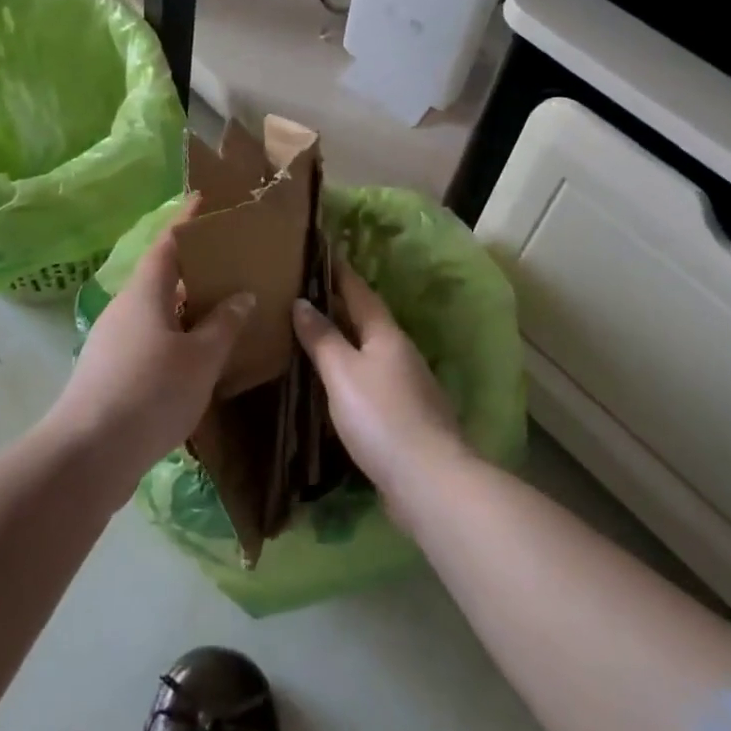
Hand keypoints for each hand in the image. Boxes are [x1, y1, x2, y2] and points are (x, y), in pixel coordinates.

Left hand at [46, 201, 253, 493]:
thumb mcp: (200, 358)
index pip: (168, 242)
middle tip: (230, 261)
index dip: (188, 220)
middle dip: (193, 266)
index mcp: (144, 292)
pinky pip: (151, 339)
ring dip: (186, 306)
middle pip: (161, 275)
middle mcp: (125, 308)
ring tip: (223, 308)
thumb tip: (242, 295)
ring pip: (157, 310)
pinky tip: (199, 355)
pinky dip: (176, 336)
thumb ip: (224, 324)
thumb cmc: (150, 392)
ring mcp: (114, 341)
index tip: (205, 200)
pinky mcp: (111, 371)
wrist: (89, 454)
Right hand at [293, 261, 471, 525]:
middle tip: (305, 290)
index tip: (322, 249)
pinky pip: (370, 380)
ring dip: (344, 339)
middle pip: (366, 319)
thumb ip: (321, 337)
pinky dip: (349, 372)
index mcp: (386, 335)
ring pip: (369, 351)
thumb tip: (302, 301)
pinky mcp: (404, 416)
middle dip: (339, 303)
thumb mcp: (342, 373)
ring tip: (312, 333)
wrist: (428, 481)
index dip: (339, 270)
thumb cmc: (380, 417)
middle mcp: (400, 353)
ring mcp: (406, 385)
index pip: (359, 291)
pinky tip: (333, 383)